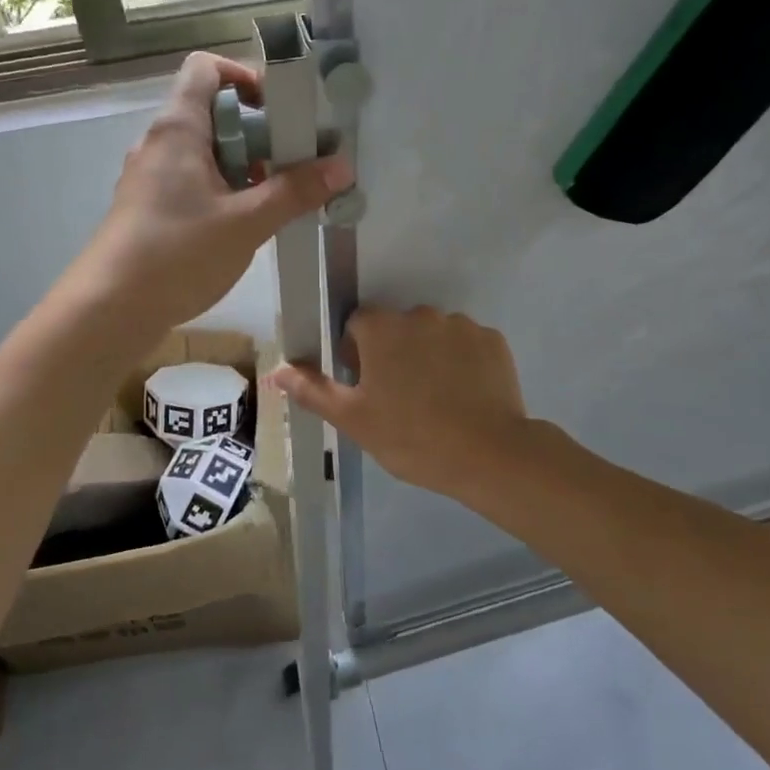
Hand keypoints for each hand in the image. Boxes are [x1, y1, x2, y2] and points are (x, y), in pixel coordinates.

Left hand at [71, 53, 350, 332]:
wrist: (109, 309)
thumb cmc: (177, 254)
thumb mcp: (246, 223)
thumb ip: (295, 191)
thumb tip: (342, 166)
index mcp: (178, 128)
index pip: (205, 68)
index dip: (245, 76)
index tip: (279, 110)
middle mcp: (159, 143)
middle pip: (211, 112)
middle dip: (257, 132)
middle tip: (291, 163)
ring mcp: (149, 177)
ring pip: (203, 151)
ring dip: (242, 166)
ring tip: (273, 198)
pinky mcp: (148, 207)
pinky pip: (191, 181)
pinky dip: (221, 190)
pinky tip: (242, 225)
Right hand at [269, 307, 533, 503]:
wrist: (489, 455)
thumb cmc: (411, 437)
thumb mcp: (353, 419)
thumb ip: (312, 390)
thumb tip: (276, 371)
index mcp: (382, 328)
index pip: (357, 325)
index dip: (356, 354)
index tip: (366, 386)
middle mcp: (420, 314)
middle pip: (396, 328)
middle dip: (394, 353)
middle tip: (400, 398)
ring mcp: (461, 325)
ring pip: (433, 335)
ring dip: (429, 356)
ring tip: (437, 400)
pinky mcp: (493, 341)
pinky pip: (467, 345)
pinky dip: (462, 363)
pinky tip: (464, 397)